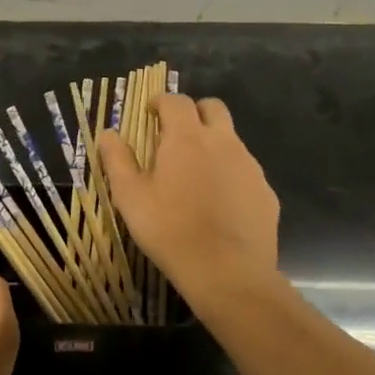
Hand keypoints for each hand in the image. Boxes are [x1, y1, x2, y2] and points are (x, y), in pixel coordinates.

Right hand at [98, 94, 280, 298]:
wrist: (228, 273)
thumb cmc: (170, 229)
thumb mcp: (130, 196)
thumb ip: (117, 159)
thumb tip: (108, 134)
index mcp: (187, 137)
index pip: (176, 100)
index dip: (161, 102)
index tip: (149, 115)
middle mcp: (223, 142)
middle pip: (213, 107)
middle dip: (194, 113)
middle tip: (175, 136)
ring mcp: (250, 167)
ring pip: (231, 140)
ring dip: (213, 144)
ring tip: (195, 176)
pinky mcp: (266, 194)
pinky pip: (246, 172)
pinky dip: (230, 176)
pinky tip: (218, 205)